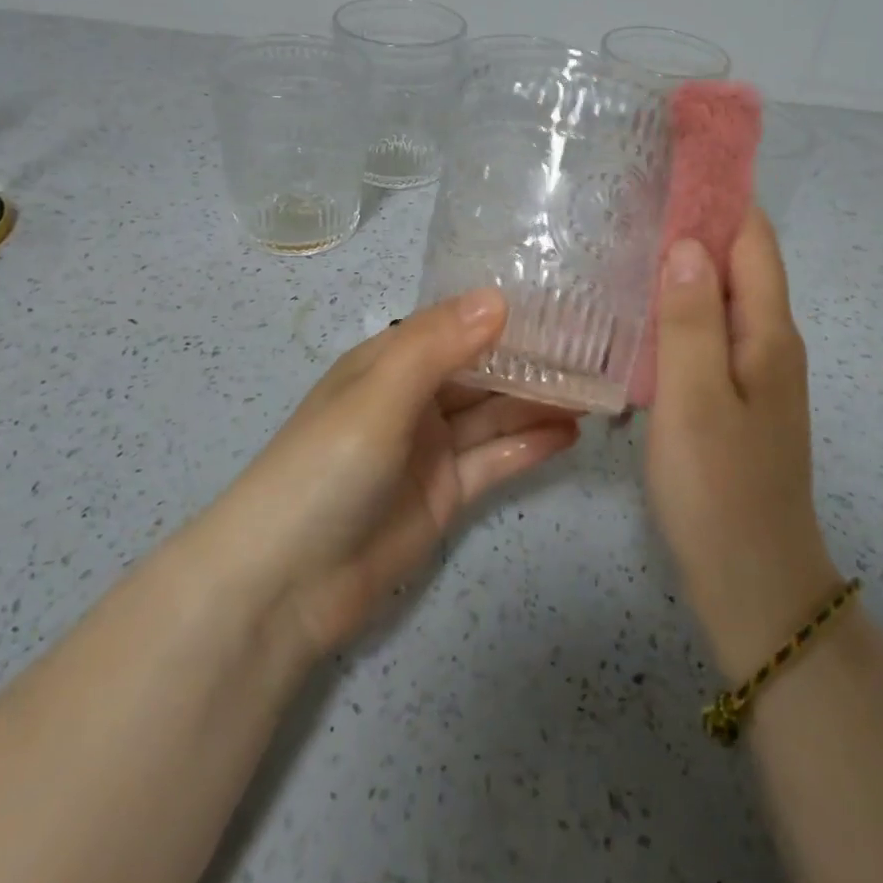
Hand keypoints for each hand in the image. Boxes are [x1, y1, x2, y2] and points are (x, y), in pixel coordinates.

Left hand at [203, 290, 579, 656]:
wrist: (284, 585)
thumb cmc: (324, 469)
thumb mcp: (378, 395)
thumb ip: (438, 346)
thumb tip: (499, 297)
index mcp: (389, 362)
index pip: (457, 326)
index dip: (504, 314)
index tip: (563, 301)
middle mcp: (413, 398)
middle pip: (483, 371)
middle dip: (533, 360)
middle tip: (596, 349)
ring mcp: (431, 449)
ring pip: (495, 414)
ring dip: (540, 402)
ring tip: (598, 388)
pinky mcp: (446, 494)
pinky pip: (495, 460)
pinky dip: (530, 445)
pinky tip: (571, 433)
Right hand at [644, 209, 840, 674]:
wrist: (753, 583)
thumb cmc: (720, 489)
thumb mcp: (695, 399)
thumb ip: (691, 318)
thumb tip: (688, 242)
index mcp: (768, 332)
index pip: (752, 237)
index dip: (722, 192)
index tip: (675, 157)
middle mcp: (769, 340)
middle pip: (739, 260)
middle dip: (698, 219)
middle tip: (634, 193)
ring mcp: (753, 370)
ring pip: (722, 294)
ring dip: (686, 260)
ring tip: (628, 235)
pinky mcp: (733, 395)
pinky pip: (709, 328)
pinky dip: (680, 302)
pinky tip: (640, 305)